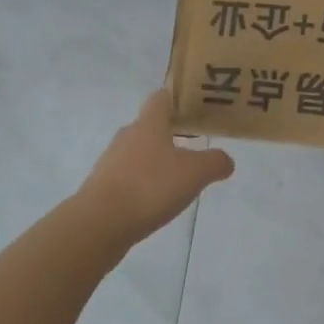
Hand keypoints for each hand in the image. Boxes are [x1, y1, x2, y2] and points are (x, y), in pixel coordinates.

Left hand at [75, 89, 233, 245]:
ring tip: (178, 177)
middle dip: (172, 132)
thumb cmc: (150, 187)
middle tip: (196, 144)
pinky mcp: (101, 187)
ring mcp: (110, 162)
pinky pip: (128, 177)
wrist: (97, 225)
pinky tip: (157, 200)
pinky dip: (143, 183)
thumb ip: (215, 162)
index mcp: (149, 124)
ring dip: (157, 160)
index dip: (179, 99)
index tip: (196, 107)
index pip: (162, 97)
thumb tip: (225, 161)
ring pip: (139, 152)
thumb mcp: (196, 173)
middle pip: (150, 126)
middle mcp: (127, 136)